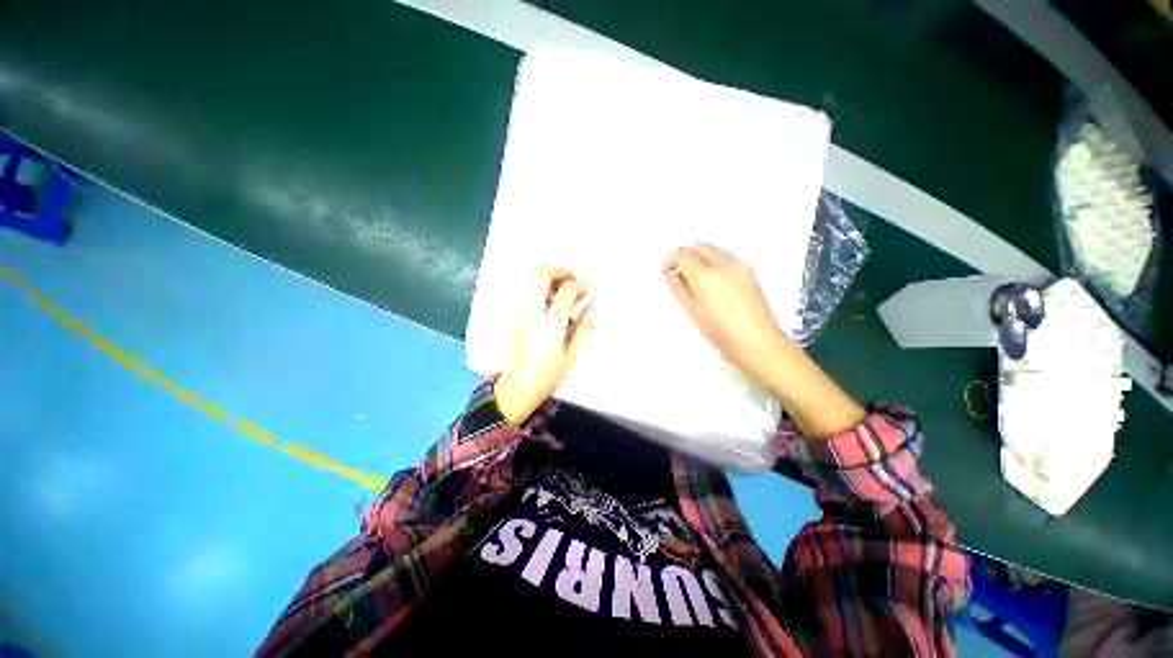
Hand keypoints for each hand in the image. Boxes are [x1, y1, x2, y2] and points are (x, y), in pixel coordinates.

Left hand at [495, 266, 597, 424]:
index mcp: (550, 324)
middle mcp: (532, 313)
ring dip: (549, 278)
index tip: (588, 289)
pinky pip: (527, 291)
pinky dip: (541, 288)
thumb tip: (593, 307)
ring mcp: (521, 313)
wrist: (518, 385)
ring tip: (563, 291)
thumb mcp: (571, 354)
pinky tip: (552, 303)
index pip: (566, 290)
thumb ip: (583, 327)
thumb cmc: (547, 374)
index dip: (580, 285)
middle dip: (560, 270)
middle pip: (541, 274)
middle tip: (573, 279)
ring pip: (531, 279)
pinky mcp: (515, 316)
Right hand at [663, 243, 864, 436]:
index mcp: (706, 275)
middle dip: (685, 256)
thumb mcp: (694, 312)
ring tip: (695, 282)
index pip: (683, 254)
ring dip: (700, 258)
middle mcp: (723, 264)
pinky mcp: (749, 272)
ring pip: (713, 250)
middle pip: (698, 246)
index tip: (667, 273)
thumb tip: (670, 276)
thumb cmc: (723, 333)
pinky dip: (713, 263)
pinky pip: (725, 258)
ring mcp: (739, 266)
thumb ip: (679, 290)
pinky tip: (713, 285)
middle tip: (678, 275)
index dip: (670, 261)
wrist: (760, 343)